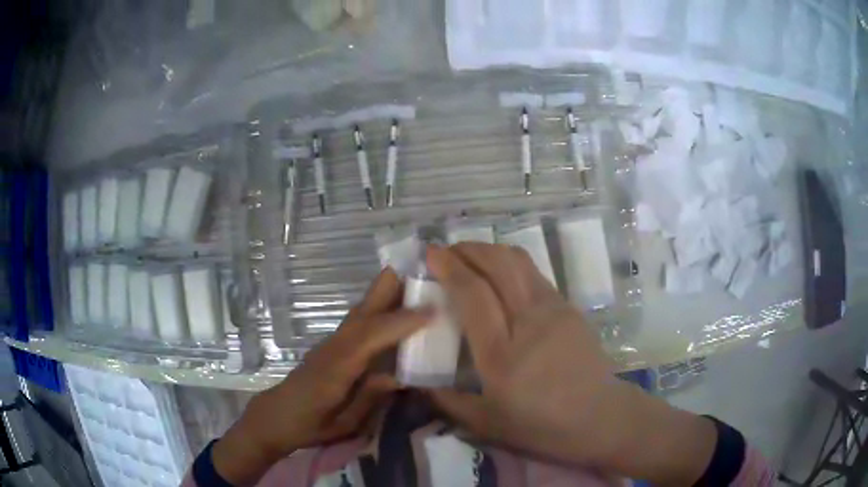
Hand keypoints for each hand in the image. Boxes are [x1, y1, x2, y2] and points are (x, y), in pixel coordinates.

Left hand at [213, 268, 429, 484]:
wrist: (278, 415)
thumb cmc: (311, 424)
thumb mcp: (344, 423)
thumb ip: (370, 398)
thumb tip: (399, 376)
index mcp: (338, 365)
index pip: (373, 334)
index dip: (402, 320)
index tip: (433, 308)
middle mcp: (335, 344)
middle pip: (364, 307)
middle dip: (392, 286)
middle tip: (427, 274)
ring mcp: (333, 341)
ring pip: (362, 308)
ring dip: (388, 293)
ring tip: (419, 286)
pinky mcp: (333, 343)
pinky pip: (361, 319)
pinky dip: (381, 307)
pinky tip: (397, 310)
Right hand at [425, 244, 715, 484]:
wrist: (599, 416)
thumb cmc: (542, 425)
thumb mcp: (488, 424)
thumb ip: (449, 403)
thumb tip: (418, 387)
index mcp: (502, 354)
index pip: (473, 294)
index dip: (450, 267)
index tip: (431, 254)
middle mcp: (528, 322)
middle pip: (498, 265)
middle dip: (468, 249)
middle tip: (447, 250)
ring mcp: (554, 310)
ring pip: (518, 262)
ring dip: (490, 250)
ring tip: (470, 256)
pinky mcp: (569, 307)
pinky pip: (534, 274)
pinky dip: (510, 264)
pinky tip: (500, 276)